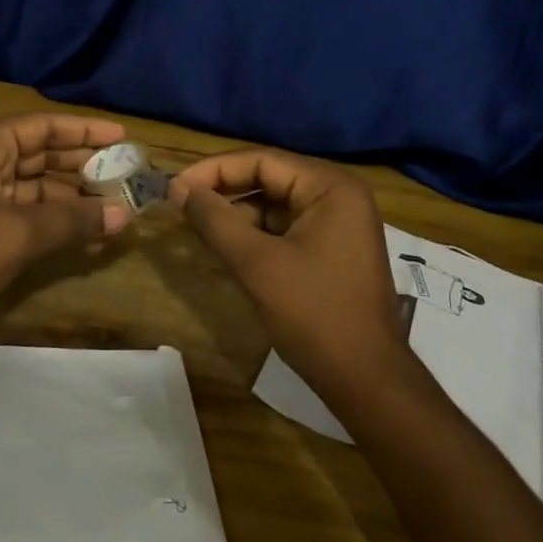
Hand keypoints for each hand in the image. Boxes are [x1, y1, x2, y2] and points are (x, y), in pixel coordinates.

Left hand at [0, 114, 133, 327]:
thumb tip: (123, 216)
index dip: (84, 129)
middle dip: (82, 164)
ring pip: (35, 184)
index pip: (43, 125)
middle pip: (41, 153)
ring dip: (72, 197)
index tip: (122, 137)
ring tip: (114, 209)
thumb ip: (73, 220)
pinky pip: (24, 210)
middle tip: (125, 173)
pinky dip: (53, 219)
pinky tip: (86, 234)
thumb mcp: (20, 233)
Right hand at [169, 150, 404, 391]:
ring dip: (238, 213)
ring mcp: (339, 222)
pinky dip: (256, 232)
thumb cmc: (314, 315)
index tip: (175, 186)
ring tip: (198, 226)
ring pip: (275, 203)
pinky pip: (286, 226)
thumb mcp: (257, 264)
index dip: (214, 170)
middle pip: (270, 177)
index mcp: (330, 187)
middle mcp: (339, 194)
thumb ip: (215, 220)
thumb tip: (178, 188)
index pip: (262, 160)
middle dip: (224, 190)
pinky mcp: (333, 247)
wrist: (367, 381)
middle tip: (181, 204)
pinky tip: (227, 245)